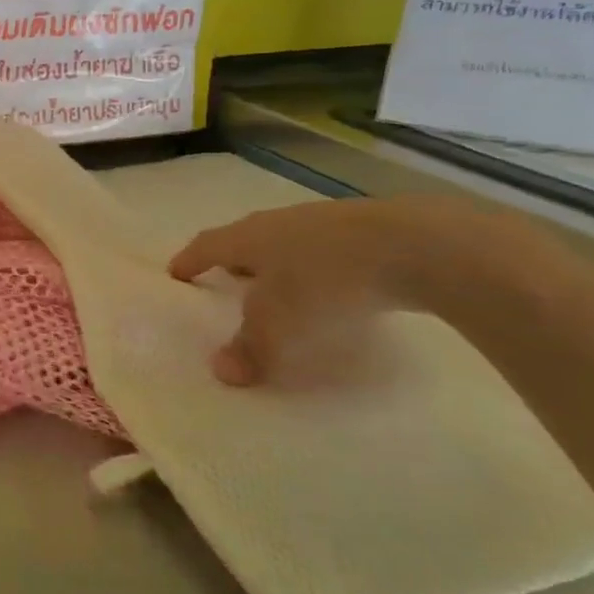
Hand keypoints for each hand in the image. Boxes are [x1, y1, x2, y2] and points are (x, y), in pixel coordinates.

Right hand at [166, 195, 549, 386]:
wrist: (416, 246)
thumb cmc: (326, 282)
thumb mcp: (280, 324)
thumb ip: (250, 348)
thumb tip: (221, 372)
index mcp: (249, 238)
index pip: (207, 246)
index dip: (190, 260)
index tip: (177, 272)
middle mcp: (280, 223)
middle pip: (246, 238)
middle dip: (234, 258)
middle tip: (228, 279)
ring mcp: (325, 221)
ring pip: (288, 241)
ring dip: (279, 262)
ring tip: (281, 287)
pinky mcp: (368, 230)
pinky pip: (327, 249)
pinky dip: (318, 266)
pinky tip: (334, 287)